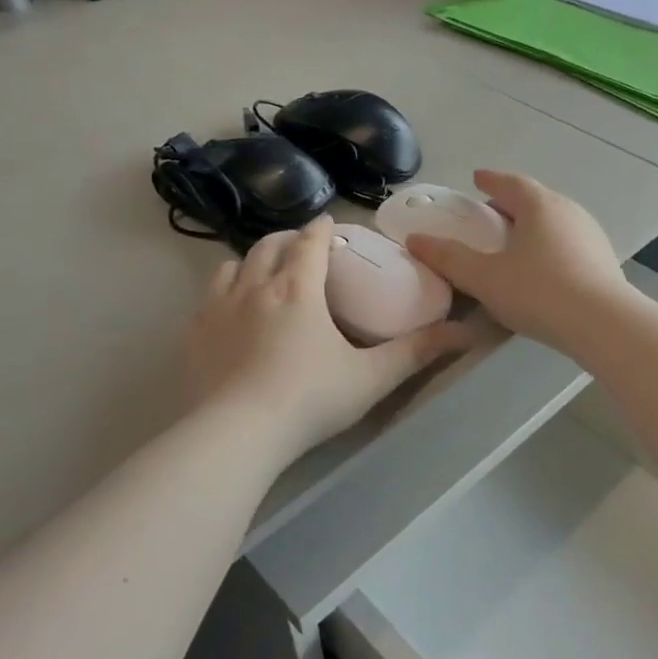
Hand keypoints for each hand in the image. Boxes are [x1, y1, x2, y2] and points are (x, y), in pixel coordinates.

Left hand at [184, 217, 473, 461]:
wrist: (236, 434)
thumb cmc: (309, 400)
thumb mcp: (371, 377)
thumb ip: (416, 352)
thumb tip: (465, 332)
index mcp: (299, 289)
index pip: (310, 242)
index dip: (322, 229)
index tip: (329, 224)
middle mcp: (255, 287)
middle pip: (269, 246)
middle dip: (287, 239)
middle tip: (301, 246)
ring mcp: (218, 308)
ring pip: (233, 265)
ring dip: (252, 261)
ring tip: (263, 273)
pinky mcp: (193, 334)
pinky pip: (207, 296)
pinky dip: (224, 291)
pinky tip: (230, 312)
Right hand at [404, 171, 633, 354]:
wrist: (603, 324)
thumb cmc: (538, 292)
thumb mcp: (485, 278)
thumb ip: (450, 258)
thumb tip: (416, 240)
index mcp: (539, 205)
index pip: (510, 182)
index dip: (490, 180)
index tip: (477, 179)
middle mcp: (568, 210)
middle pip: (534, 199)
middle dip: (510, 204)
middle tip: (489, 216)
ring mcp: (590, 234)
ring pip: (554, 220)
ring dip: (532, 225)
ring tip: (514, 242)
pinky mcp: (603, 259)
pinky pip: (568, 241)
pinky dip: (549, 245)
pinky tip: (542, 267)